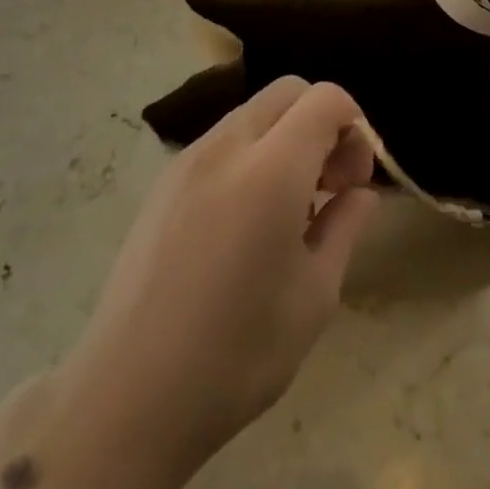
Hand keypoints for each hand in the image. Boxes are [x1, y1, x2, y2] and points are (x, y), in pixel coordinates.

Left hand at [50, 77, 377, 479]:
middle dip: (321, 122)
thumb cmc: (237, 354)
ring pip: (253, 113)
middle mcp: (226, 146)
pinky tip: (248, 219)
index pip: (325, 99)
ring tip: (291, 207)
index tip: (356, 180)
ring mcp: (188, 160)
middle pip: (288, 92)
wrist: (128, 396)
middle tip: (330, 185)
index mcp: (271, 169)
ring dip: (286, 137)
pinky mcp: (163, 182)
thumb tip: (360, 194)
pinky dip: (252, 153)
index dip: (355, 125)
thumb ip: (345, 227)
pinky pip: (222, 140)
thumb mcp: (315, 296)